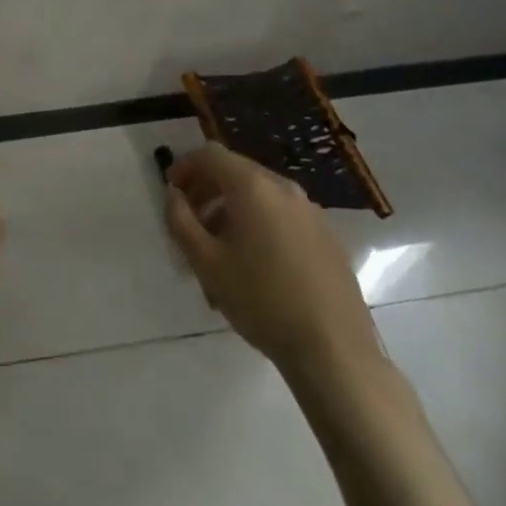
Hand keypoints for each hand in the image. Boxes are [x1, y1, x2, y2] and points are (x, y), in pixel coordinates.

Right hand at [165, 142, 381, 375]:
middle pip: (237, 172)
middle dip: (208, 190)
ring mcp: (310, 211)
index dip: (185, 166)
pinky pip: (282, 216)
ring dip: (232, 210)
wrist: (333, 350)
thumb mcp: (207, 263)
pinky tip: (255, 265)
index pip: (212, 155)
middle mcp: (284, 188)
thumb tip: (174, 195)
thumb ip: (181, 221)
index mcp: (253, 187)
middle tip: (190, 221)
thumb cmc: (261, 301)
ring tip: (218, 250)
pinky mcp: (326, 236)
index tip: (171, 191)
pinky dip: (259, 224)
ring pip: (260, 196)